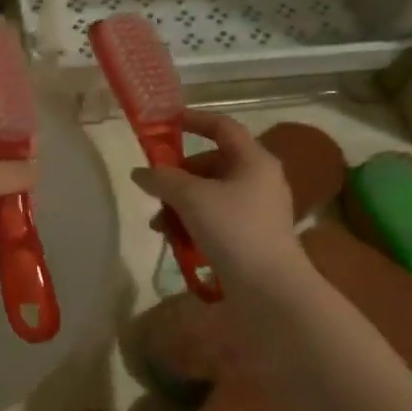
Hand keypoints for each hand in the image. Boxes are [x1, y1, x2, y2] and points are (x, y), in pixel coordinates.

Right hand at [131, 111, 305, 286]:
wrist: (271, 290)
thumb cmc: (234, 230)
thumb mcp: (191, 198)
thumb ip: (162, 179)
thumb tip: (141, 172)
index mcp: (253, 160)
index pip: (222, 126)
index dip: (193, 120)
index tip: (165, 123)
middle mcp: (259, 179)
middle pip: (210, 164)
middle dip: (177, 177)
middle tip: (155, 190)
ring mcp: (256, 209)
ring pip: (209, 194)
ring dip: (180, 205)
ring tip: (160, 226)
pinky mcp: (251, 236)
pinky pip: (215, 218)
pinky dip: (194, 224)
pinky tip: (176, 242)